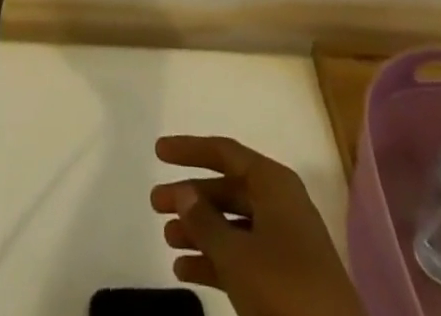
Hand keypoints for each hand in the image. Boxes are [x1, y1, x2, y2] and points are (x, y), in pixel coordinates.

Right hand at [151, 136, 363, 315]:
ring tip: (167, 240)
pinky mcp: (284, 280)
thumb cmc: (285, 290)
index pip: (225, 152)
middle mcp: (279, 204)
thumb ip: (205, 221)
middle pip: (227, 188)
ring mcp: (283, 242)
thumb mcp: (236, 255)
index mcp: (273, 184)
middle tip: (155, 204)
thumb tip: (183, 190)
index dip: (191, 150)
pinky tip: (185, 272)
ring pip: (232, 224)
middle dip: (192, 196)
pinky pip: (242, 256)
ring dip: (200, 230)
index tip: (158, 152)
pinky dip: (215, 260)